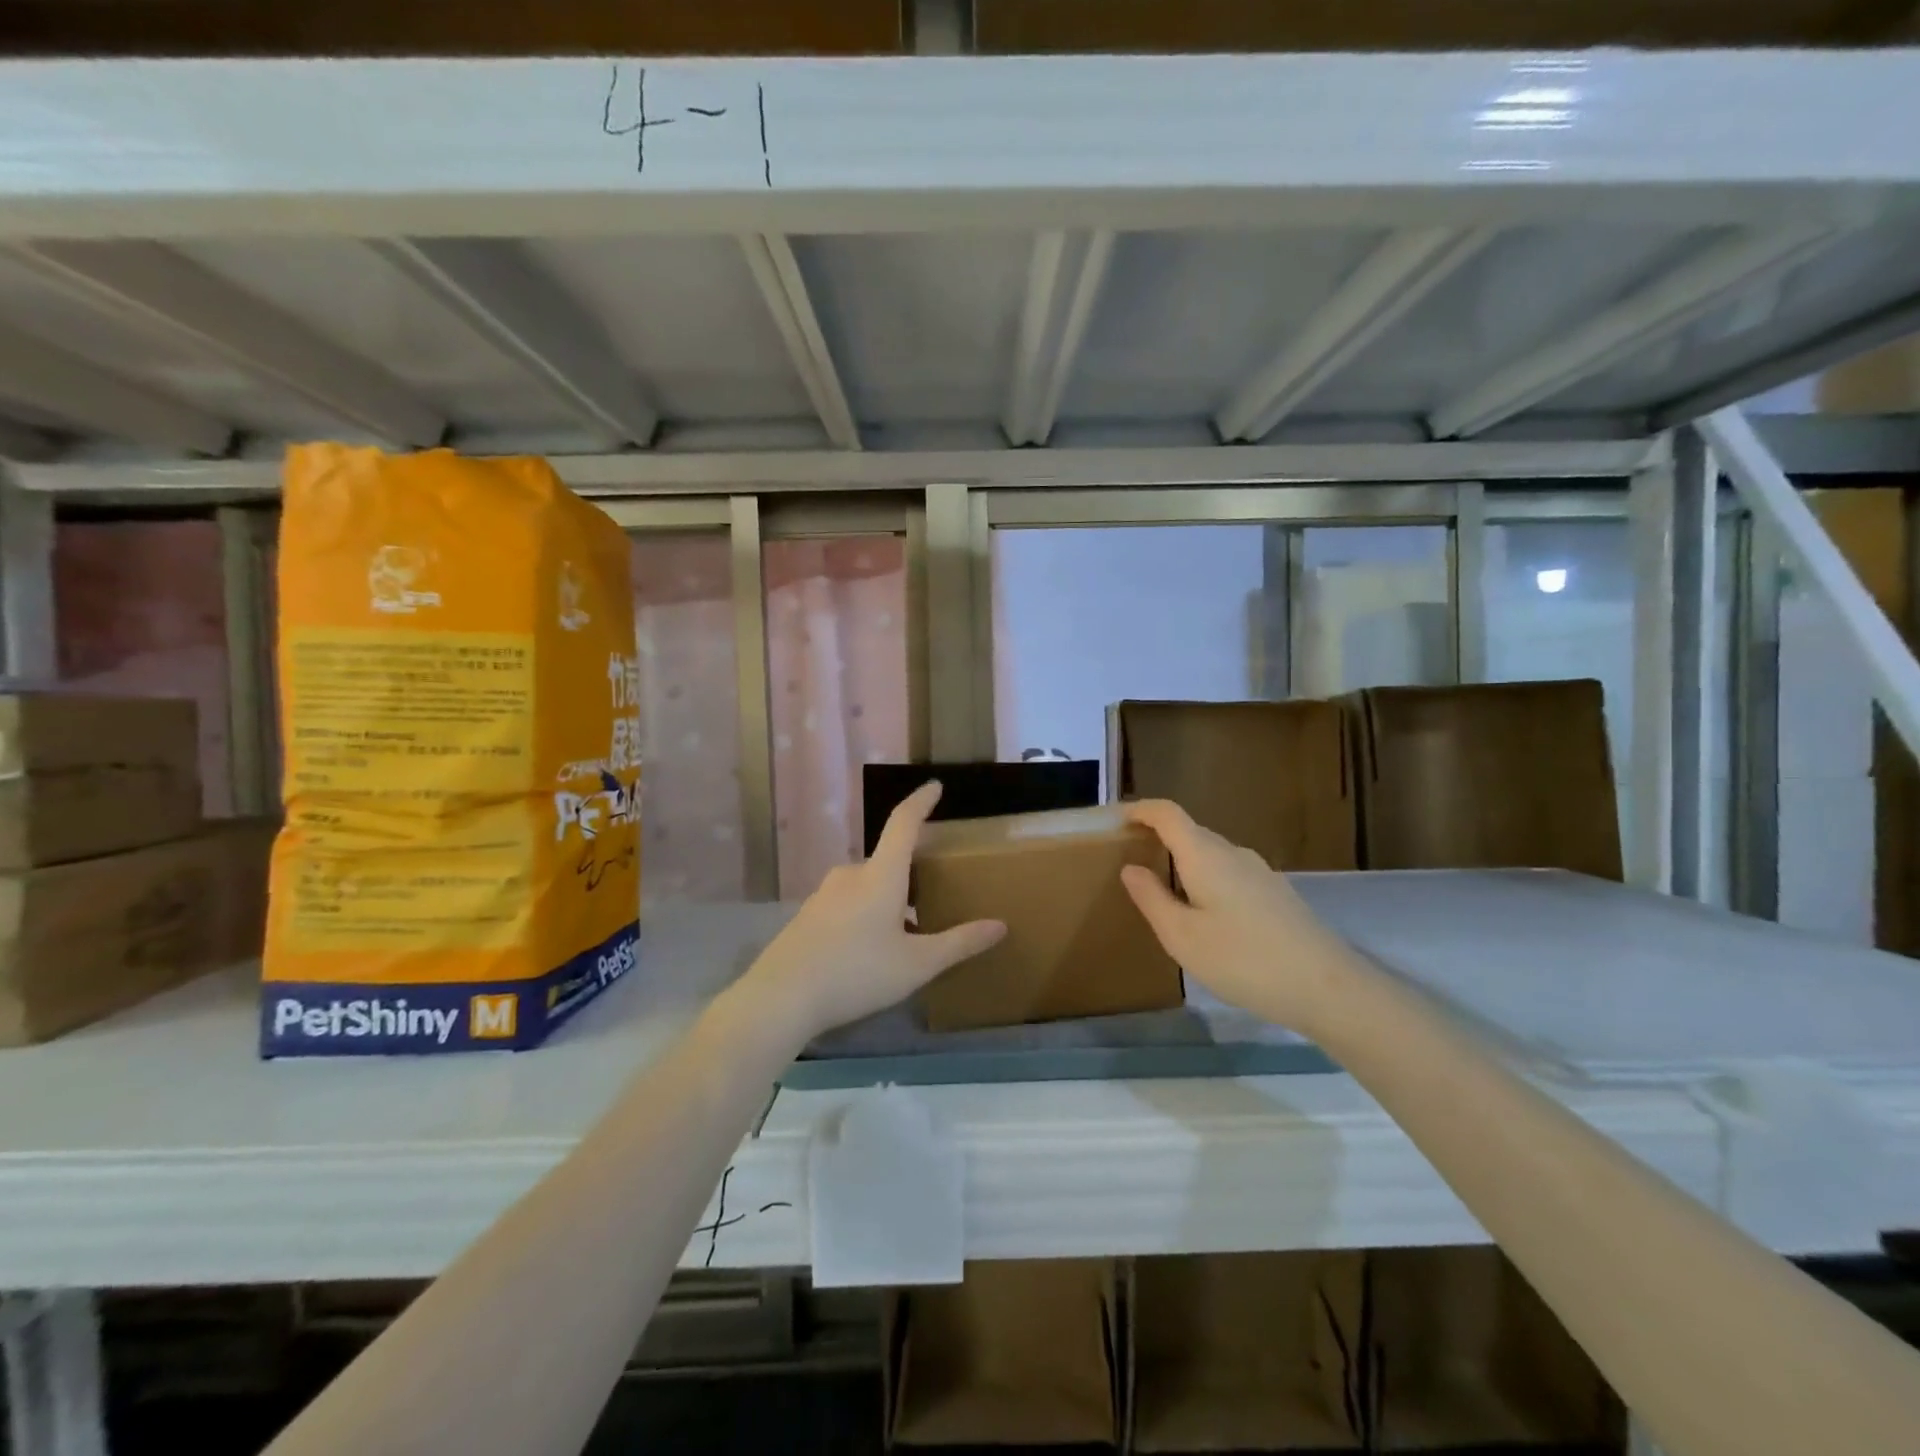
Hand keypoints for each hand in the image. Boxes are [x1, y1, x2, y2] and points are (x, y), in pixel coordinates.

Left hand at [736, 782, 1005, 1048]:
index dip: (920, 802)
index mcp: (880, 875)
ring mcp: (824, 895)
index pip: (903, 823)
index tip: (934, 786)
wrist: (781, 998)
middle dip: (910, 876)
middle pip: (887, 862)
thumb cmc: (857, 973)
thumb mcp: (917, 964)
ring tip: (905, 935)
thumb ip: (959, 943)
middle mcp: (850, 875)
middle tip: (932, 898)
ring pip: (866, 887)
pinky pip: (846, 905)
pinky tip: (868, 953)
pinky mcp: (807, 917)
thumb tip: (1000, 925)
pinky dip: (865, 917)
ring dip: (888, 901)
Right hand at [1119, 799, 1352, 1037]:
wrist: (1328, 988)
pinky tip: (1204, 916)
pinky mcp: (1276, 894)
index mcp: (1205, 855)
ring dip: (1182, 862)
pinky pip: (1229, 874)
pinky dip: (1205, 880)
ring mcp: (1260, 873)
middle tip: (1129, 861)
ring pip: (1211, 855)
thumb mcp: (1183, 937)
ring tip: (1163, 893)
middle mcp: (1233, 853)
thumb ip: (1152, 899)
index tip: (1115, 820)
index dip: (1140, 810)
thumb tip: (1130, 868)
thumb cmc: (1244, 960)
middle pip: (1190, 832)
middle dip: (1157, 838)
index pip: (1168, 814)